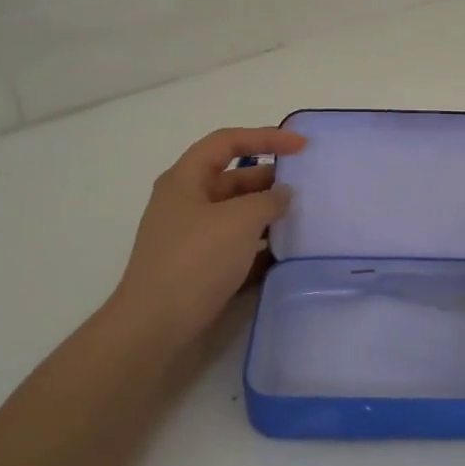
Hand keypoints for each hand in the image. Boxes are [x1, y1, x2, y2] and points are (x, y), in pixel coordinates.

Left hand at [109, 126, 306, 347]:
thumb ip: (268, 200)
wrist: (156, 328)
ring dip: (268, 215)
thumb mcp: (239, 221)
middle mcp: (186, 203)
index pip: (227, 142)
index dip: (266, 137)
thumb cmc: (195, 262)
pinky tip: (286, 254)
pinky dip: (260, 246)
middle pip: (233, 179)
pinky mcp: (200, 268)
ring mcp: (192, 238)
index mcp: (185, 180)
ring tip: (304, 220)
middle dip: (270, 180)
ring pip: (237, 215)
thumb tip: (283, 195)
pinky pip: (236, 246)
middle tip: (308, 188)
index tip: (302, 147)